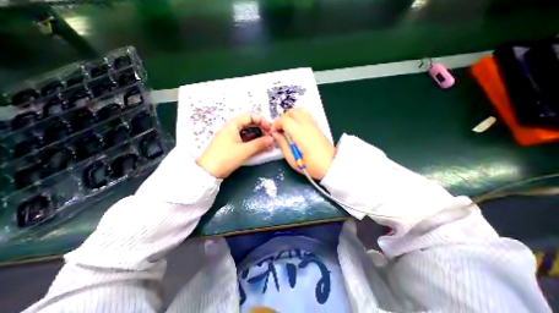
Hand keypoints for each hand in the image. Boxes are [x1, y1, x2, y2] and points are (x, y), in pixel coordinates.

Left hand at [198, 114, 274, 177]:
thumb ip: (259, 144)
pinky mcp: (230, 145)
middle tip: (269, 138)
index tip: (270, 129)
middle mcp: (231, 128)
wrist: (208, 172)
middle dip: (261, 129)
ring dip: (257, 136)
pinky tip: (258, 148)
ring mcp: (230, 137)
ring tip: (266, 144)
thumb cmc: (226, 158)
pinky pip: (244, 139)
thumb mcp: (244, 151)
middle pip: (249, 124)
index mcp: (232, 125)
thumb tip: (271, 139)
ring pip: (247, 132)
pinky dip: (252, 142)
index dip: (262, 120)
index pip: (250, 116)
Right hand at [273, 108, 332, 179]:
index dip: (276, 124)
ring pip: (300, 110)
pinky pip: (306, 115)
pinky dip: (298, 117)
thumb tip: (276, 134)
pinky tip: (297, 128)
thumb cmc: (311, 166)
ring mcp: (314, 125)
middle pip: (292, 111)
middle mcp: (307, 125)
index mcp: (300, 134)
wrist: (331, 166)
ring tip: (288, 128)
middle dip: (283, 118)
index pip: (285, 119)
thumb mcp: (292, 160)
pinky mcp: (318, 126)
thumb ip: (282, 145)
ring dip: (291, 116)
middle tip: (280, 130)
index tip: (274, 133)